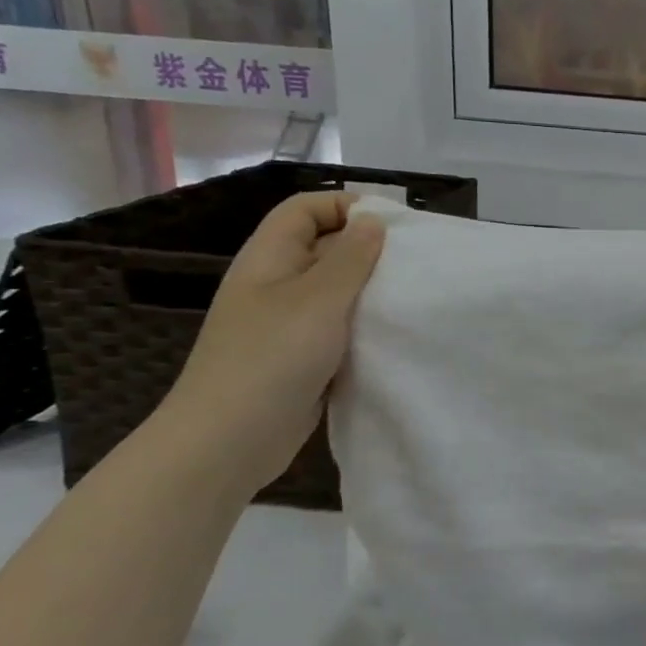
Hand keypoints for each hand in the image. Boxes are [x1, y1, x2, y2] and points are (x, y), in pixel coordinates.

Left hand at [160, 192, 385, 490]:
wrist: (229, 440)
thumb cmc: (272, 357)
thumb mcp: (319, 299)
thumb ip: (351, 258)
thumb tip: (372, 222)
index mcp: (270, 258)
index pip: (306, 209)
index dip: (346, 205)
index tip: (394, 225)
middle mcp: (277, 284)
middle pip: (325, 247)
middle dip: (369, 250)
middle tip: (416, 264)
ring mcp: (288, 324)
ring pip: (337, 291)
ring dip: (371, 292)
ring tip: (412, 298)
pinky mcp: (303, 358)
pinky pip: (339, 329)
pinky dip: (365, 328)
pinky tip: (394, 336)